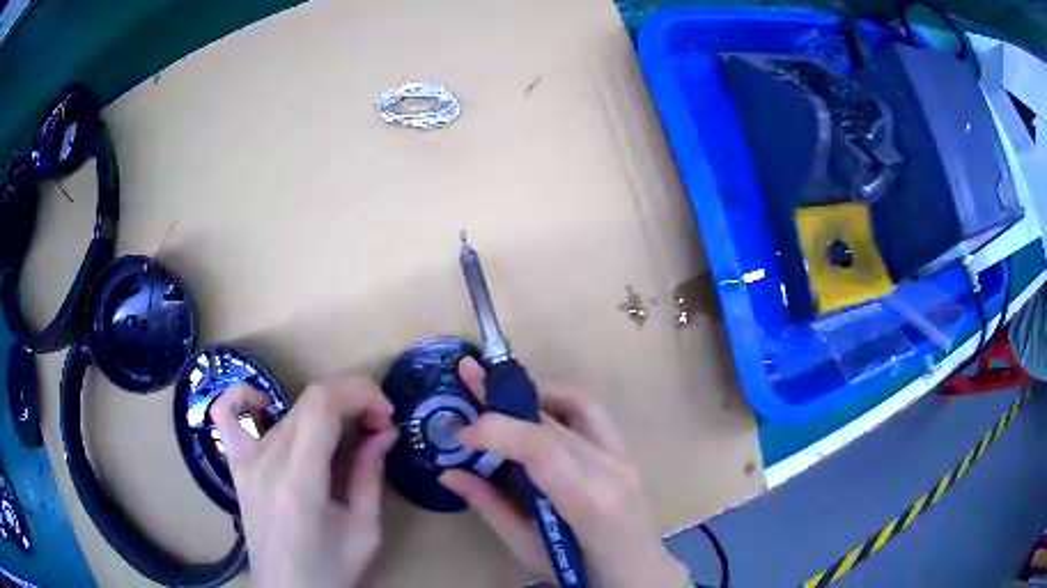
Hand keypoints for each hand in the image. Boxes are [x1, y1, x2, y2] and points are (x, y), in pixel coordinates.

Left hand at [210, 375, 398, 587]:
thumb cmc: (330, 571)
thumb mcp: (364, 532)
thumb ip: (370, 477)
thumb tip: (385, 432)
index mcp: (298, 482)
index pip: (322, 405)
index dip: (359, 393)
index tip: (386, 415)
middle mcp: (266, 463)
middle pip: (309, 401)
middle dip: (353, 401)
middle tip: (377, 429)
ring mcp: (245, 462)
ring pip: (288, 410)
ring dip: (326, 408)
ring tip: (346, 433)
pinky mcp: (236, 466)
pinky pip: (226, 415)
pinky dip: (244, 398)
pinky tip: (267, 407)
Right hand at [440, 358, 689, 587]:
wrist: (638, 572)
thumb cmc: (582, 572)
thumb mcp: (529, 549)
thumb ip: (491, 506)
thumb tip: (449, 472)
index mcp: (588, 502)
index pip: (541, 448)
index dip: (496, 430)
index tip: (461, 433)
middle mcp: (611, 469)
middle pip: (552, 421)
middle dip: (503, 399)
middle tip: (468, 378)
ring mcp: (624, 456)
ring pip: (577, 403)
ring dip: (535, 392)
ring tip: (500, 393)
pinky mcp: (626, 451)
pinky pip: (593, 412)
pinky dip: (560, 400)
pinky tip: (536, 409)